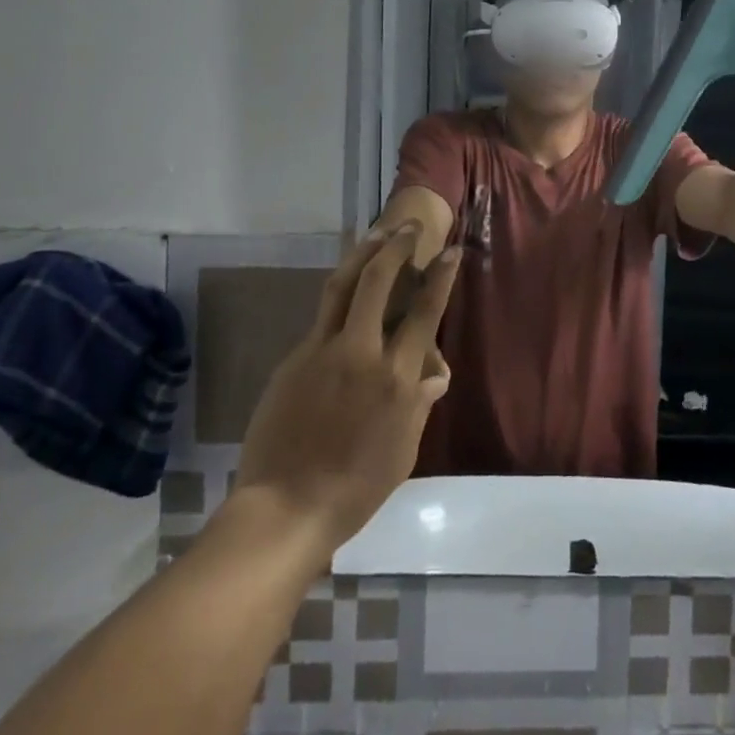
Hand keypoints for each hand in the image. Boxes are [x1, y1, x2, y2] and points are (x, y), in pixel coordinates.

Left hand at [232, 225, 456, 549]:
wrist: (284, 508)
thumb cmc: (355, 489)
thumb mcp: (403, 451)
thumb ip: (419, 404)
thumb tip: (435, 372)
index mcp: (396, 378)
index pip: (424, 313)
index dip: (440, 278)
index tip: (450, 252)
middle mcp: (361, 353)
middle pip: (378, 282)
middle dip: (396, 247)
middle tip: (406, 227)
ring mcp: (322, 351)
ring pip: (342, 286)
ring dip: (362, 254)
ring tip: (376, 234)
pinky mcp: (294, 359)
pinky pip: (321, 316)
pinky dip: (338, 293)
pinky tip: (346, 288)